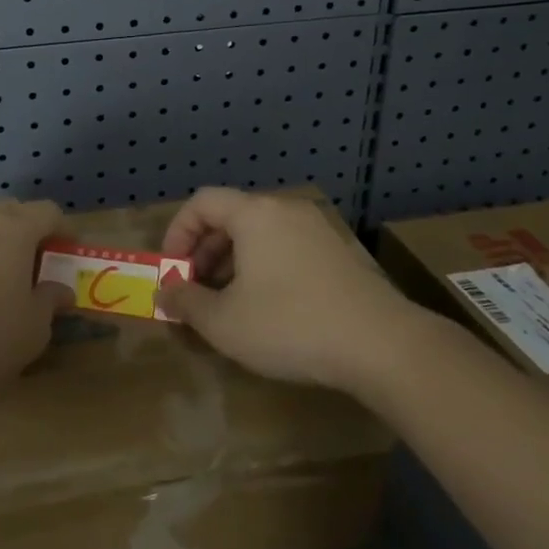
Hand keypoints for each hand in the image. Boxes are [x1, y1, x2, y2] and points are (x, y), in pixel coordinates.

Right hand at [159, 188, 407, 389]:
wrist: (382, 345)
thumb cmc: (290, 325)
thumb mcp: (223, 322)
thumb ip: (186, 301)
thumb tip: (165, 291)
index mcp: (255, 214)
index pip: (202, 202)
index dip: (177, 232)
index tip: (171, 269)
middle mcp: (286, 211)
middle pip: (231, 217)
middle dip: (204, 252)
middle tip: (195, 290)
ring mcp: (317, 230)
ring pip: (260, 235)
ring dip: (232, 262)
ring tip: (227, 303)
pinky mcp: (339, 253)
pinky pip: (286, 248)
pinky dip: (263, 267)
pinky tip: (266, 308)